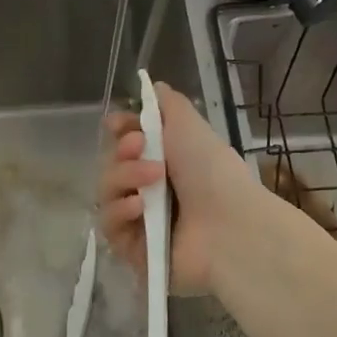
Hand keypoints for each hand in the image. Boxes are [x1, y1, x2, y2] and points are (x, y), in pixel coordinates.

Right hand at [98, 81, 255, 295]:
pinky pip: (109, 226)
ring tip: (151, 179)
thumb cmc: (213, 171)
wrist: (230, 226)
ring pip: (106, 195)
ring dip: (122, 179)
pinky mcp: (132, 251)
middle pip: (110, 167)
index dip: (118, 133)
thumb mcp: (189, 125)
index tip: (118, 125)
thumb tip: (151, 86)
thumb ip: (167, 104)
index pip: (124, 146)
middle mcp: (150, 192)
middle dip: (121, 154)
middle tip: (139, 148)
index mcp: (165, 163)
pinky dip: (120, 212)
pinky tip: (139, 208)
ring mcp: (140, 223)